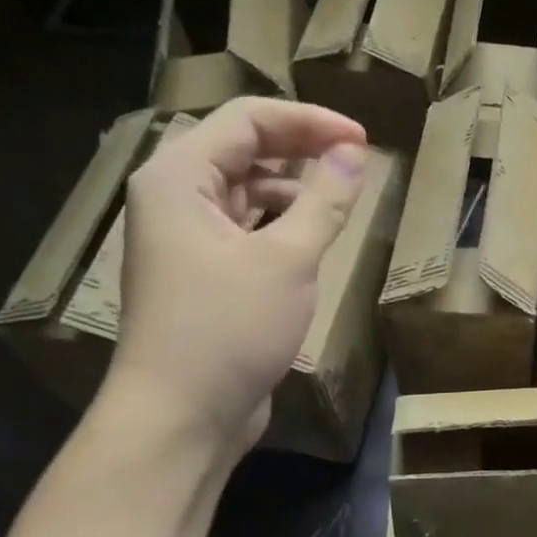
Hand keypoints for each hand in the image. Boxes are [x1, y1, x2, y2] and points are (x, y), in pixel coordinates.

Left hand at [103, 97, 367, 453]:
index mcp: (178, 178)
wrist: (181, 416)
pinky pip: (244, 231)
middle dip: (300, 151)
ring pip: (244, 193)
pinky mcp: (201, 276)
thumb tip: (353, 153)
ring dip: (292, 191)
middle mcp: (173, 199)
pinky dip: (279, 228)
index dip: (309, 121)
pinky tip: (310, 244)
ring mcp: (184, 240)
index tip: (363, 141)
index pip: (247, 120)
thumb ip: (324, 200)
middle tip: (356, 163)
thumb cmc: (229, 329)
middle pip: (241, 151)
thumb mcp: (288, 260)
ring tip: (338, 205)